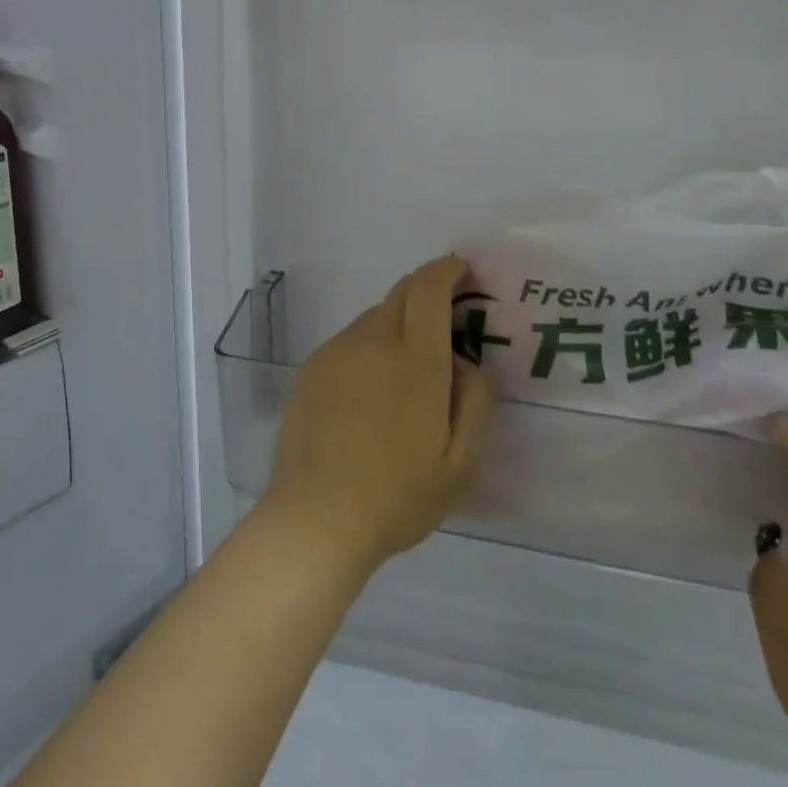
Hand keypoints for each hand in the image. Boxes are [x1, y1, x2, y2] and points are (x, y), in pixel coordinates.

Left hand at [261, 256, 494, 575]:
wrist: (316, 517)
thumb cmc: (397, 496)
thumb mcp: (461, 464)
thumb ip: (475, 402)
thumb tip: (469, 362)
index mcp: (416, 360)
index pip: (429, 288)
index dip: (447, 270)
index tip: (462, 270)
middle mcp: (374, 341)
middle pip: (401, 292)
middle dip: (426, 292)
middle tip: (444, 321)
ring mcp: (338, 351)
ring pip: (375, 317)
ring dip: (397, 324)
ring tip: (405, 373)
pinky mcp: (312, 367)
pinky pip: (350, 341)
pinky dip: (369, 347)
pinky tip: (369, 392)